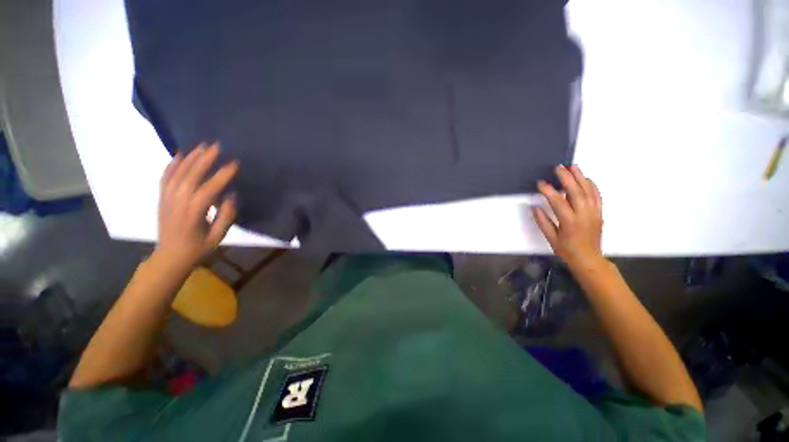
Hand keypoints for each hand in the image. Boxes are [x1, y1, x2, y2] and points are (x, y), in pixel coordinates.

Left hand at [155, 143, 238, 268]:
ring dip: (190, 158)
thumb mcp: (218, 236)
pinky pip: (165, 178)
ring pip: (177, 174)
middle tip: (217, 146)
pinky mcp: (162, 198)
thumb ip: (226, 216)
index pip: (209, 189)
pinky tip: (179, 155)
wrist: (170, 257)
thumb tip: (231, 196)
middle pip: (190, 176)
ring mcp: (167, 199)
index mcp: (193, 213)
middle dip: (205, 160)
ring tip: (202, 146)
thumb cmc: (198, 248)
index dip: (222, 176)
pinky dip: (172, 165)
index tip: (234, 164)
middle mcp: (177, 202)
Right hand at [532, 165, 603, 269]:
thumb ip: (542, 221)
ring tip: (572, 167)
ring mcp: (594, 213)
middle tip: (558, 168)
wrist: (589, 259)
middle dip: (566, 178)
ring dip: (580, 177)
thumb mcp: (550, 238)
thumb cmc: (566, 250)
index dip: (548, 191)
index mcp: (569, 222)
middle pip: (576, 192)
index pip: (557, 202)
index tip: (540, 183)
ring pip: (589, 191)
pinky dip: (592, 185)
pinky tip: (586, 178)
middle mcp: (584, 215)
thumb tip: (534, 206)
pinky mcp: (599, 213)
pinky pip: (597, 196)